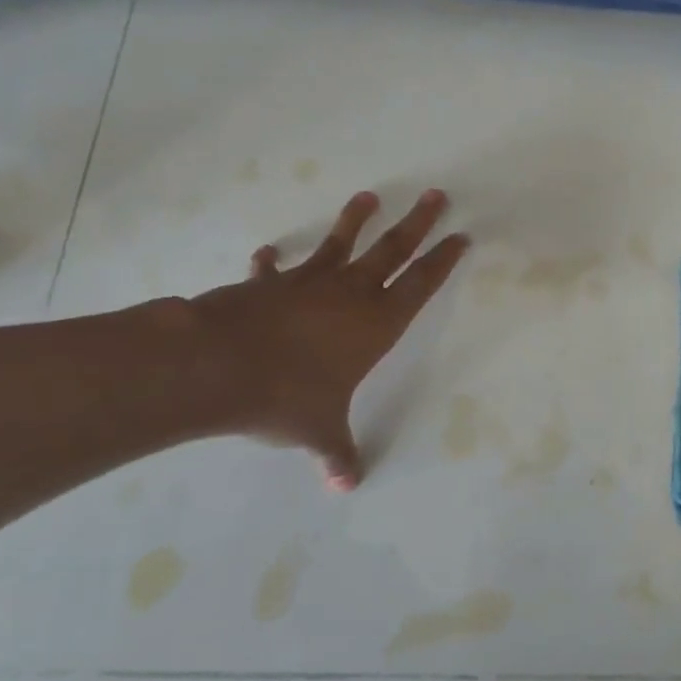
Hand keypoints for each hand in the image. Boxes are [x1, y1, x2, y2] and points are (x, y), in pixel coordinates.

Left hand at [182, 190, 468, 489]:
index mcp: (376, 323)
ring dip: (356, 220)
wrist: (220, 366)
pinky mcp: (270, 284)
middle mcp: (350, 294)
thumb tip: (346, 487)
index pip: (421, 284)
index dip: (443, 260)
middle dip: (418, 222)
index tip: (460, 235)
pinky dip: (272, 261)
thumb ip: (336, 454)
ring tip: (368, 196)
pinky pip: (275, 269)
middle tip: (436, 194)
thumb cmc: (286, 397)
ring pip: (341, 243)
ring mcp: (309, 282)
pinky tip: (269, 252)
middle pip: (393, 249)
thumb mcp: (319, 431)